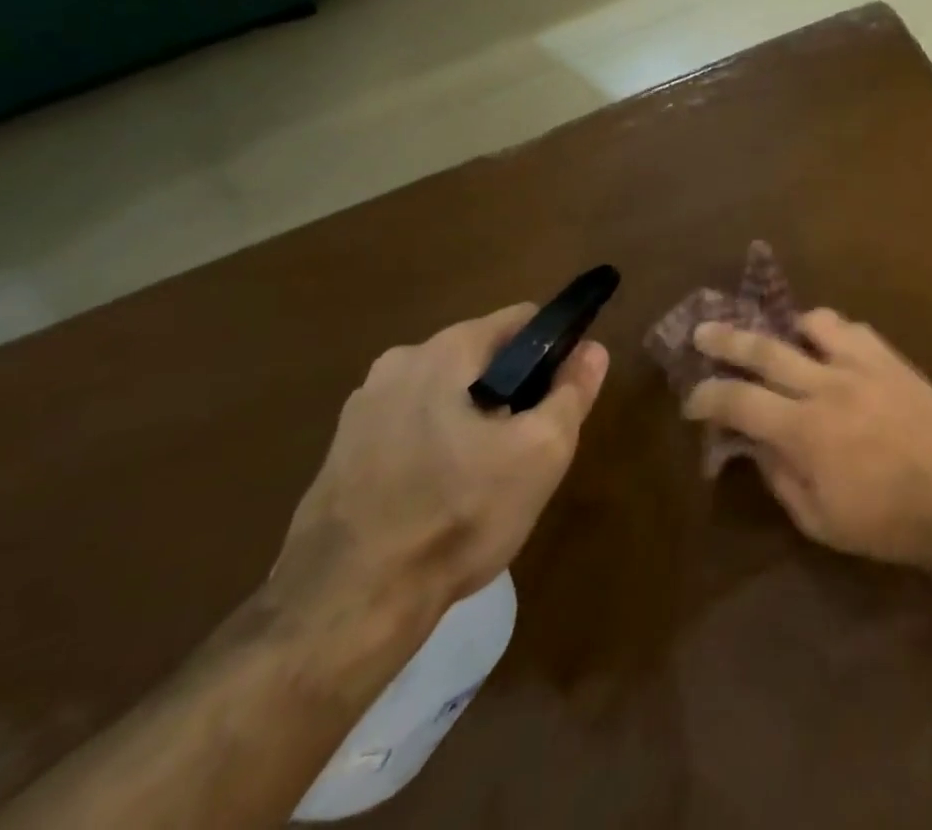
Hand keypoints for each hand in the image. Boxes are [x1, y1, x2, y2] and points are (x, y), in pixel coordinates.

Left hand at [273, 304, 608, 626]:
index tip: (561, 397)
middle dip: (512, 392)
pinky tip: (439, 500)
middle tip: (525, 449)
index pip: (522, 320)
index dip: (554, 351)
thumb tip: (592, 350)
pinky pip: (410, 429)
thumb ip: (572, 392)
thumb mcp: (540, 452)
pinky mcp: (339, 453)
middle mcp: (397, 363)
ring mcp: (361, 409)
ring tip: (484, 480)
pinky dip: (434, 448)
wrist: (344, 610)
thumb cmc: (457, 516)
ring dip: (473, 421)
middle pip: (482, 359)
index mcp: (445, 350)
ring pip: (446, 396)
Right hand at [683, 308, 931, 571]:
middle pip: (764, 349)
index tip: (692, 398)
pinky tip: (830, 346)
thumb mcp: (820, 521)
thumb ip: (780, 478)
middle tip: (702, 331)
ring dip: (788, 328)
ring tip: (781, 336)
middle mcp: (826, 385)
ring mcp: (860, 365)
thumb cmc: (886, 522)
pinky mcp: (889, 358)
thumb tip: (754, 444)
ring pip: (811, 323)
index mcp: (804, 430)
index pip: (739, 402)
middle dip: (726, 339)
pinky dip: (831, 332)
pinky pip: (852, 329)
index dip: (708, 397)